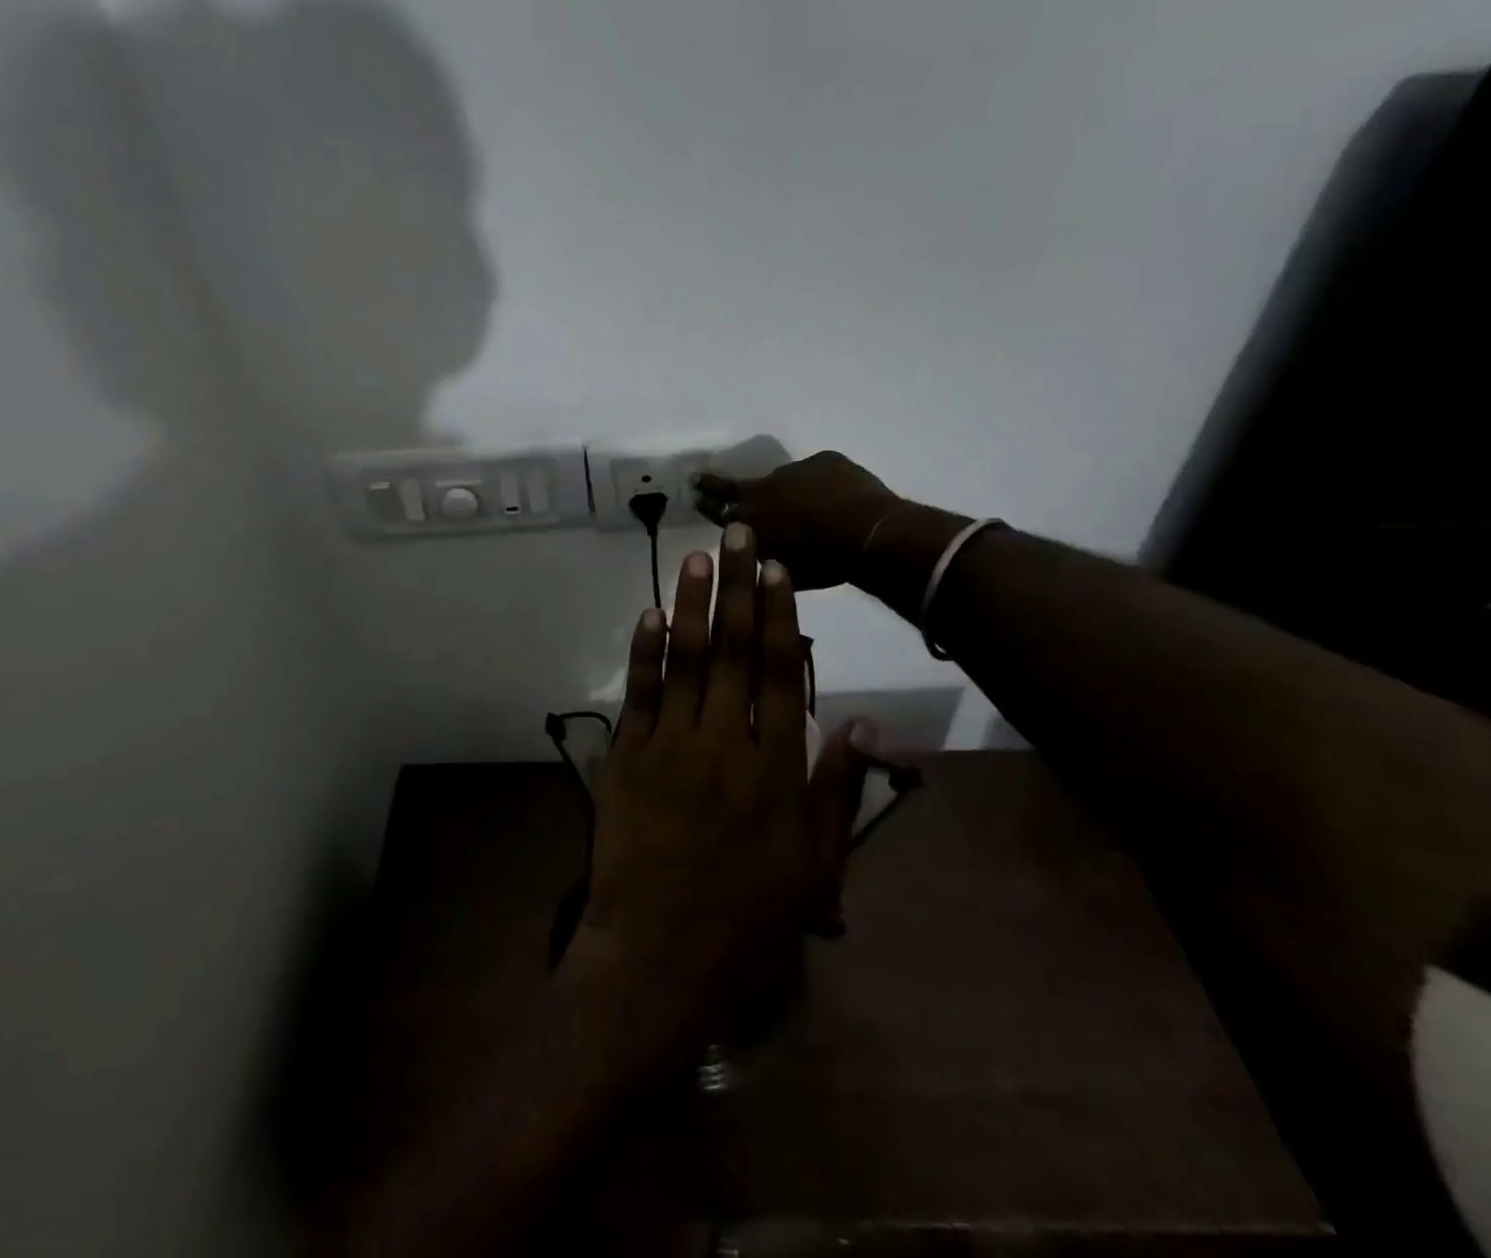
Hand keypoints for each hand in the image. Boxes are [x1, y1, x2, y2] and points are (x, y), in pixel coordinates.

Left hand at [564, 524, 868, 1055]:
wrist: (658, 958)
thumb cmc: (748, 921)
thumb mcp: (817, 868)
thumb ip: (839, 790)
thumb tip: (863, 723)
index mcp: (775, 767)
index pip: (777, 671)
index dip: (777, 613)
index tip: (776, 566)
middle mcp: (724, 742)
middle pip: (731, 649)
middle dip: (735, 585)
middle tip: (736, 531)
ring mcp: (669, 746)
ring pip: (683, 660)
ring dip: (689, 603)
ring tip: (696, 556)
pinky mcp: (627, 759)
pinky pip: (637, 695)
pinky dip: (642, 653)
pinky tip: (648, 615)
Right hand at [693, 451, 901, 590]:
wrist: (869, 536)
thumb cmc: (824, 563)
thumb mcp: (784, 570)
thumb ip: (765, 556)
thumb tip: (761, 552)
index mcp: (749, 522)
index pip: (717, 511)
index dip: (706, 504)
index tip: (695, 496)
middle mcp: (762, 491)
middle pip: (731, 486)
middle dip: (712, 484)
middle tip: (698, 478)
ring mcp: (793, 471)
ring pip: (783, 481)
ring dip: (788, 491)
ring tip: (809, 505)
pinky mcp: (823, 460)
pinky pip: (817, 473)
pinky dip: (822, 484)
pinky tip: (838, 498)